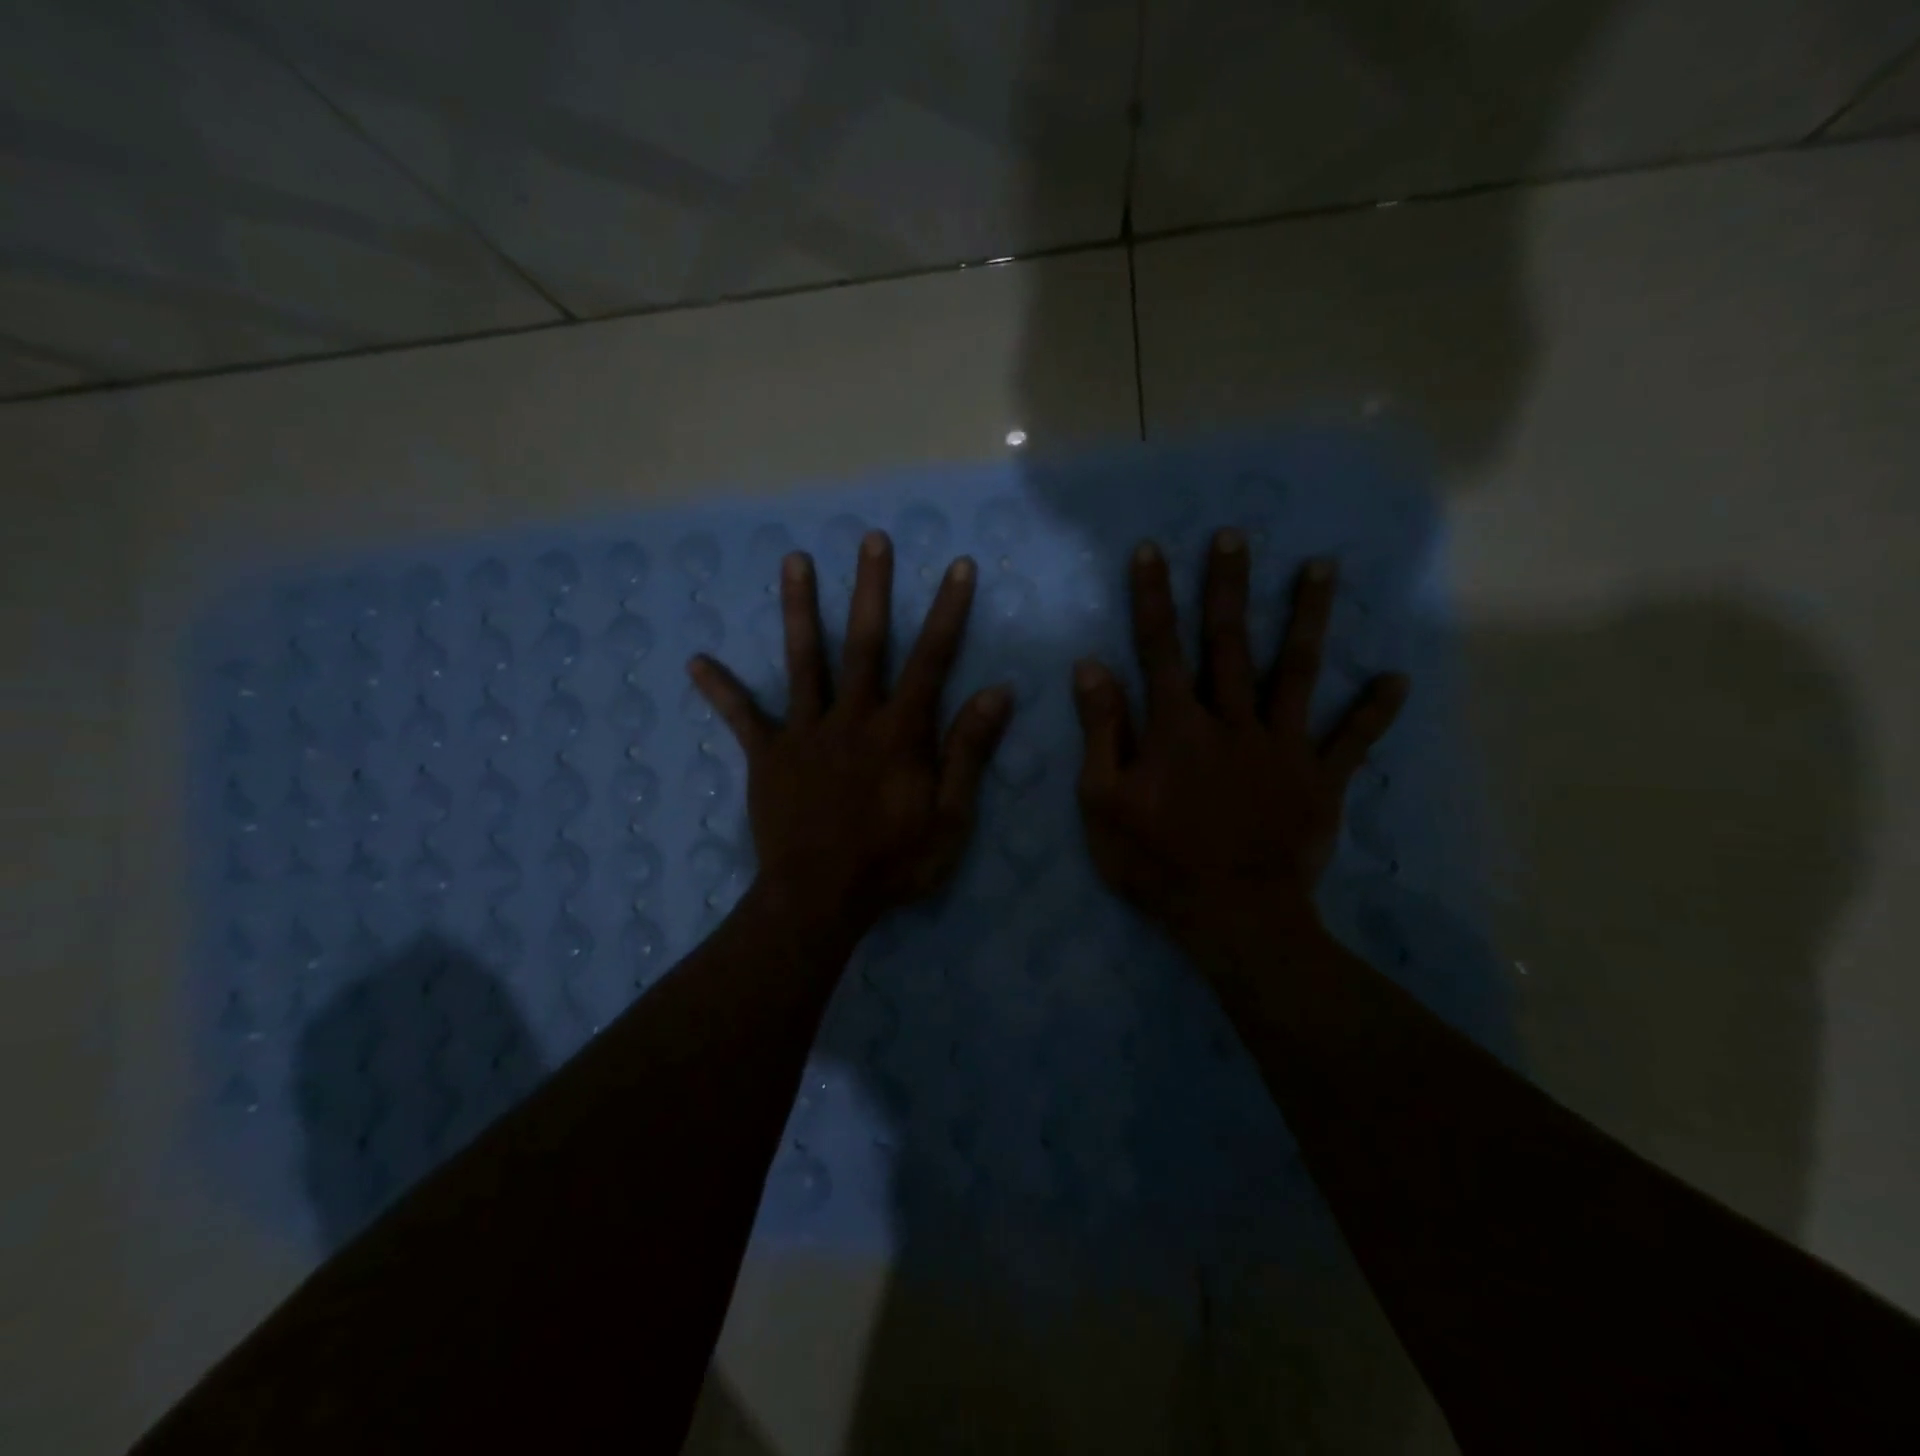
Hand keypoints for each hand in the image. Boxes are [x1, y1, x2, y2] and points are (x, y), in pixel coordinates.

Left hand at [689, 531, 1012, 931]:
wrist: (820, 899)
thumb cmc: (893, 863)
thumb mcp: (950, 817)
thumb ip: (969, 752)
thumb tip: (997, 692)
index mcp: (900, 732)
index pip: (930, 660)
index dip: (947, 611)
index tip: (957, 566)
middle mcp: (852, 718)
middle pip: (864, 643)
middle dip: (871, 589)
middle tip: (872, 539)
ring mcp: (805, 733)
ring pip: (804, 661)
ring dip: (800, 609)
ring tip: (793, 560)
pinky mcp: (767, 756)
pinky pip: (743, 718)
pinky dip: (722, 690)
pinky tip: (696, 661)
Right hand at [1072, 530, 1408, 949]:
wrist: (1234, 917)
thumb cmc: (1157, 862)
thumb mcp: (1103, 802)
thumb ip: (1101, 732)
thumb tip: (1092, 667)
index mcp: (1176, 726)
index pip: (1159, 647)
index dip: (1152, 597)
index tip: (1151, 550)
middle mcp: (1232, 721)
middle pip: (1229, 642)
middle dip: (1227, 586)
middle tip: (1234, 536)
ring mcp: (1282, 746)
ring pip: (1296, 670)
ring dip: (1307, 617)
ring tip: (1323, 567)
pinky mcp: (1320, 779)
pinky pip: (1351, 740)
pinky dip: (1372, 710)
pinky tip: (1396, 677)